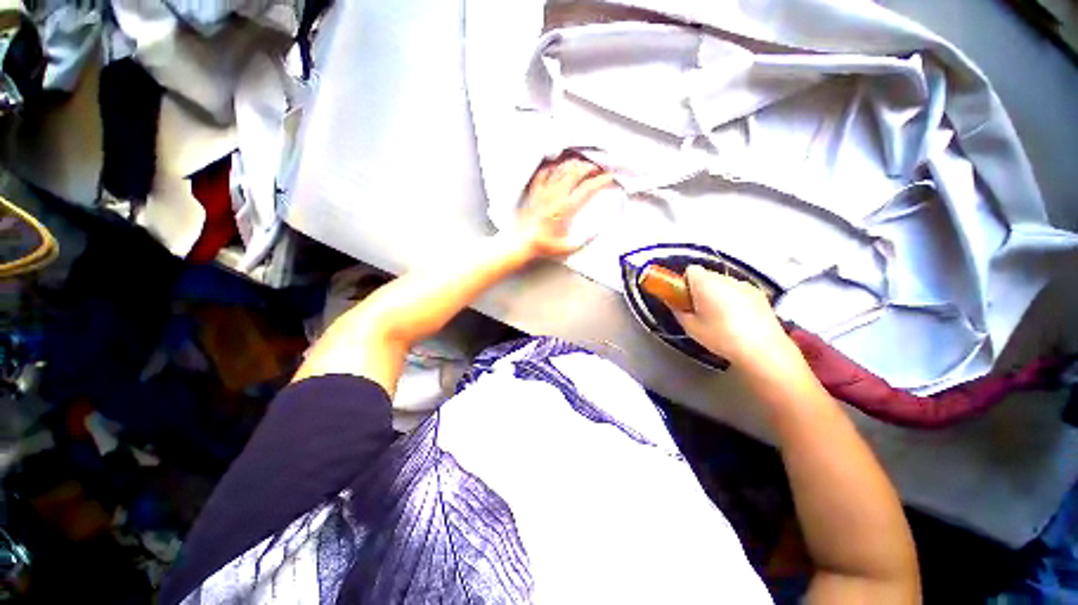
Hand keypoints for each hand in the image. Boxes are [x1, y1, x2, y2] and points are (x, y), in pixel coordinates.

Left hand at [516, 155, 614, 256]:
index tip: (608, 178)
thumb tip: (596, 232)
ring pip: (560, 170)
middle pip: (575, 173)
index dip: (600, 181)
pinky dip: (552, 168)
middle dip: (589, 167)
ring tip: (581, 165)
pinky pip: (543, 174)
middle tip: (597, 169)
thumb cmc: (542, 246)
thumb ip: (584, 240)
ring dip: (573, 165)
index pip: (586, 189)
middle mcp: (555, 197)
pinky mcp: (534, 193)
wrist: (520, 243)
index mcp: (565, 209)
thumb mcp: (567, 248)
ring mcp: (544, 193)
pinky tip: (556, 167)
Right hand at [672, 266, 808, 380]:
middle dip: (700, 289)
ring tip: (720, 317)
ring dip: (718, 294)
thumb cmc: (721, 336)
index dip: (685, 283)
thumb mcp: (691, 327)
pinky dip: (734, 300)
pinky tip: (737, 320)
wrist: (762, 349)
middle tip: (699, 310)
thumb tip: (673, 303)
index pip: (690, 270)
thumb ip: (678, 311)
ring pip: (723, 284)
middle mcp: (725, 278)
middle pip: (707, 276)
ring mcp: (745, 285)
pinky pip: (738, 291)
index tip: (685, 299)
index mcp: (706, 283)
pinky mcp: (759, 294)